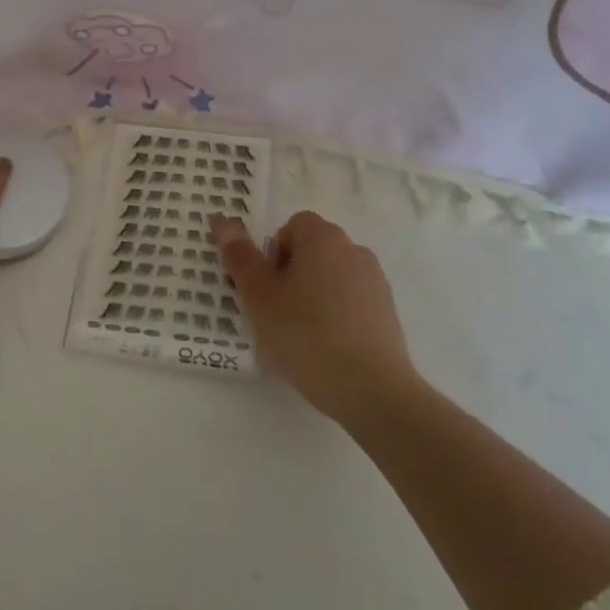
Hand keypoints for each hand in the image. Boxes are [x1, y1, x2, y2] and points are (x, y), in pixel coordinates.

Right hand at [211, 211, 419, 421]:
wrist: (372, 390)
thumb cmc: (306, 335)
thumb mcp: (260, 296)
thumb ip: (240, 256)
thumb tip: (221, 219)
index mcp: (323, 238)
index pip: (291, 226)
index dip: (273, 254)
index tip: (266, 289)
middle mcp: (353, 250)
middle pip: (311, 251)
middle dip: (291, 276)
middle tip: (276, 314)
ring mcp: (375, 282)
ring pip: (330, 278)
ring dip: (313, 296)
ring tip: (300, 337)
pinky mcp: (387, 312)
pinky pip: (350, 302)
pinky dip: (335, 316)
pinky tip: (326, 350)